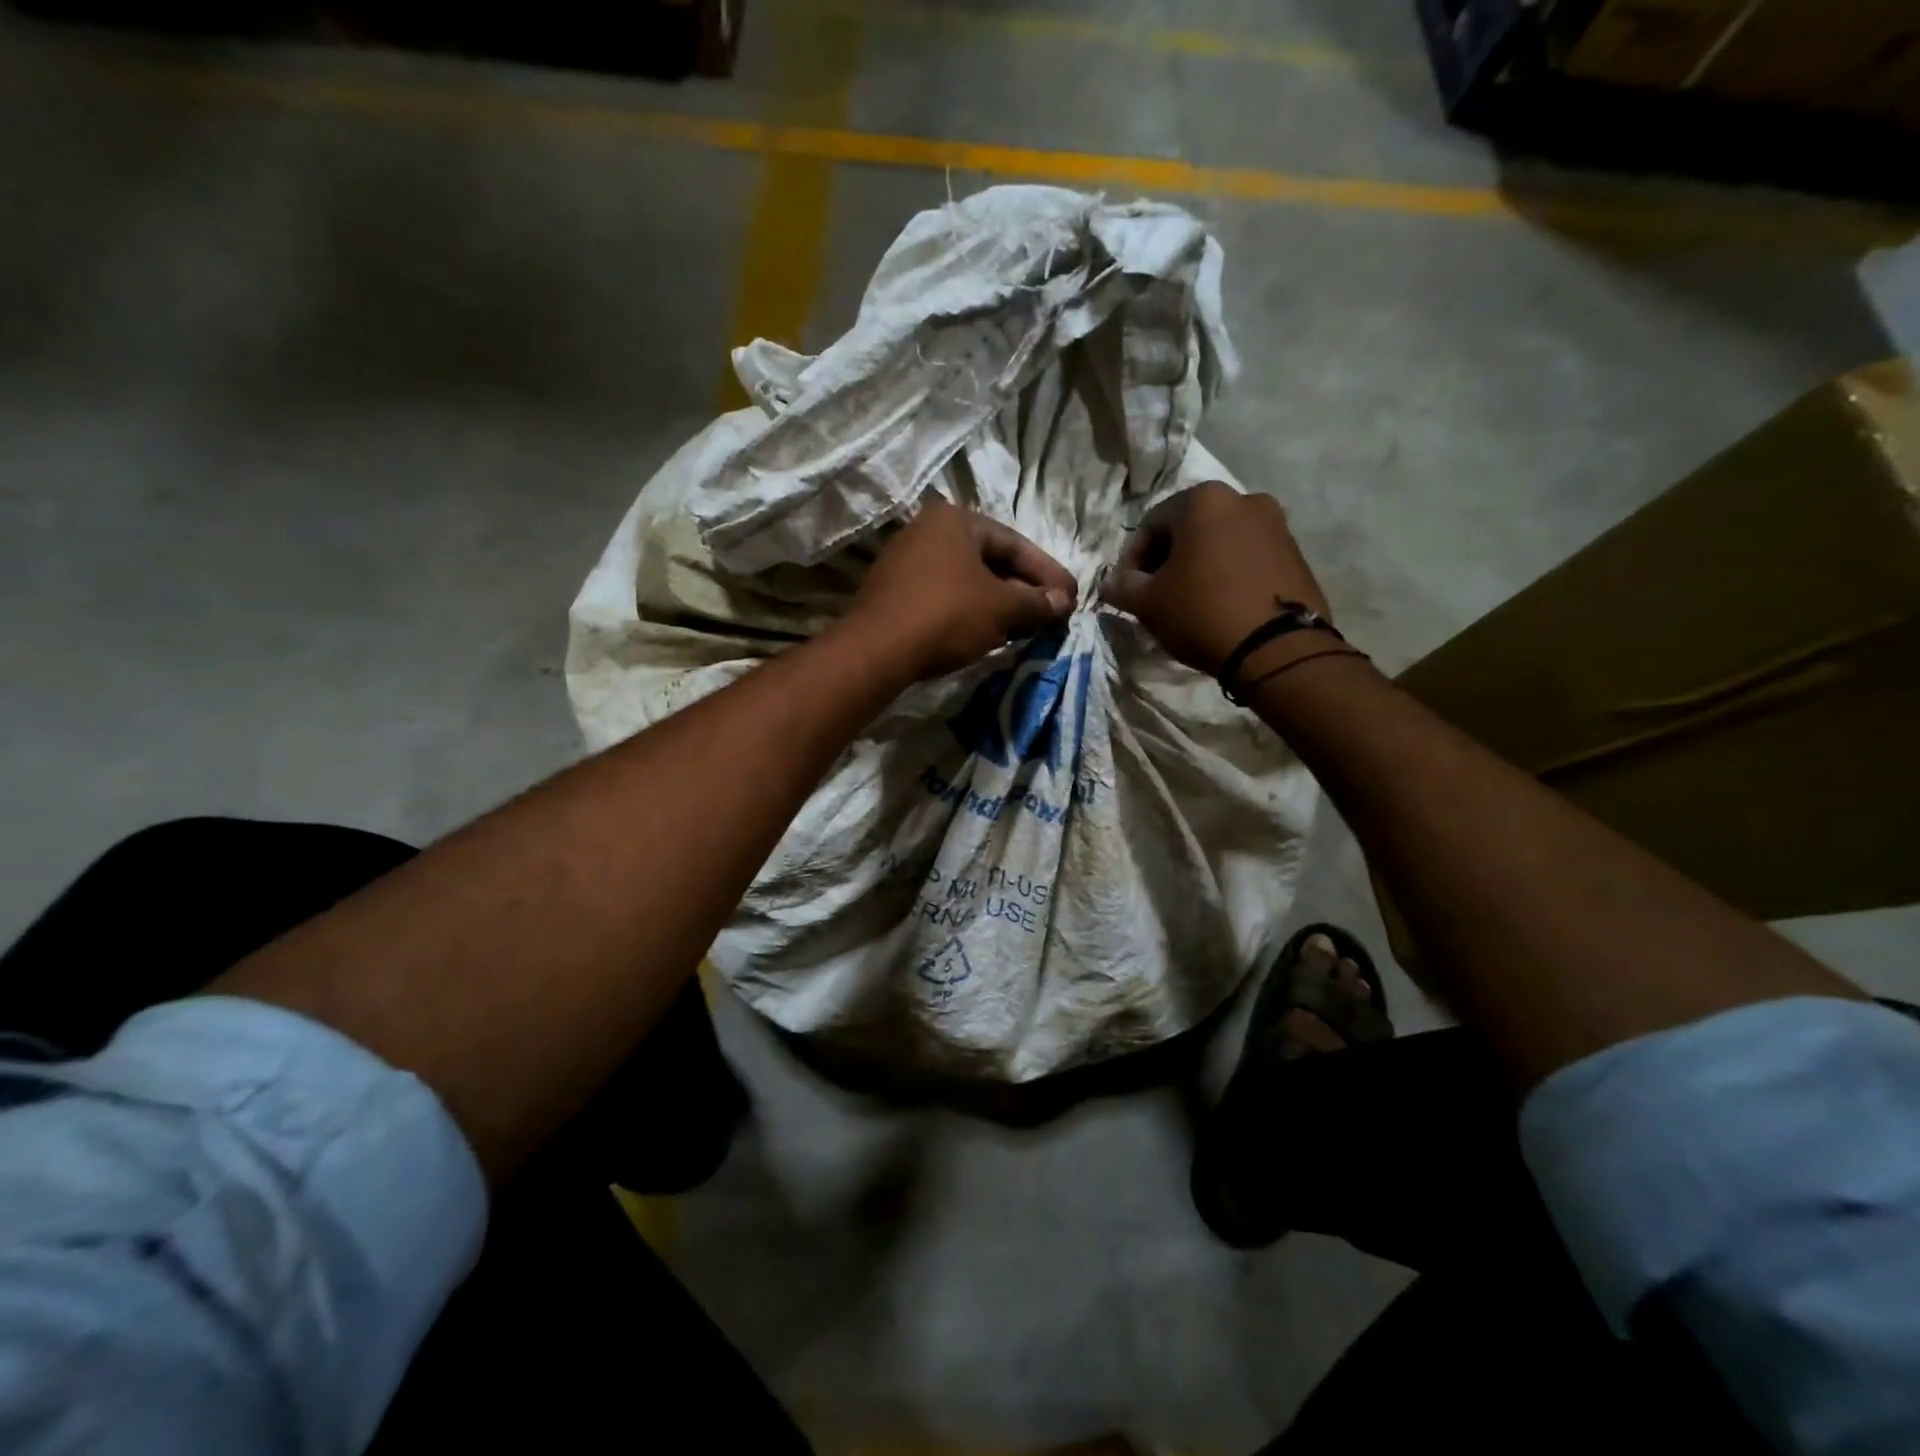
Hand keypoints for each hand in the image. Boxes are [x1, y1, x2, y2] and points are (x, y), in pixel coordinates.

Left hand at [849, 496, 1076, 679]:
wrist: (877, 650)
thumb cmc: (946, 615)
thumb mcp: (1001, 607)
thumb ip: (1036, 602)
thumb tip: (1064, 603)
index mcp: (955, 520)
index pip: (1015, 544)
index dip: (1048, 573)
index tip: (1071, 598)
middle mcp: (928, 531)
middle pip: (990, 561)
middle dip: (1024, 590)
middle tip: (1052, 615)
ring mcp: (906, 562)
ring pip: (968, 581)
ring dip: (1000, 604)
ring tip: (1026, 628)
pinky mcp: (895, 593)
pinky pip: (945, 597)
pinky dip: (972, 612)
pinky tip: (989, 634)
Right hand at [1100, 482, 1332, 675]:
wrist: (1277, 648)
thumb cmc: (1202, 612)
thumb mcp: (1148, 603)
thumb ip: (1122, 586)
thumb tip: (1112, 583)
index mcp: (1204, 500)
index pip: (1150, 524)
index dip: (1131, 559)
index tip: (1126, 590)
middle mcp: (1244, 499)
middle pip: (1189, 530)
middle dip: (1167, 561)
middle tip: (1155, 596)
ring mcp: (1276, 525)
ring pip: (1220, 543)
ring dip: (1199, 568)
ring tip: (1188, 604)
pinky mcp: (1296, 554)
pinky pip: (1248, 559)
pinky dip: (1228, 576)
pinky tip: (1220, 607)